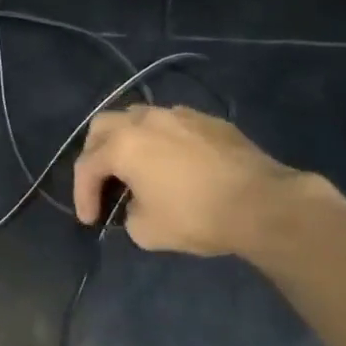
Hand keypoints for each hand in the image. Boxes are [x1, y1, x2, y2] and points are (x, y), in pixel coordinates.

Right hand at [71, 105, 299, 256]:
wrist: (263, 203)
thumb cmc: (197, 216)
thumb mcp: (146, 231)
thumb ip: (129, 214)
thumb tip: (137, 204)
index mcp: (123, 145)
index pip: (87, 166)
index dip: (82, 195)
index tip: (90, 221)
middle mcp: (146, 120)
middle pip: (103, 126)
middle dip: (95, 154)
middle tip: (102, 182)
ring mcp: (179, 114)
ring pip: (138, 118)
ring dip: (128, 141)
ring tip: (136, 168)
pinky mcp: (208, 120)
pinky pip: (171, 125)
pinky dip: (160, 141)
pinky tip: (173, 164)